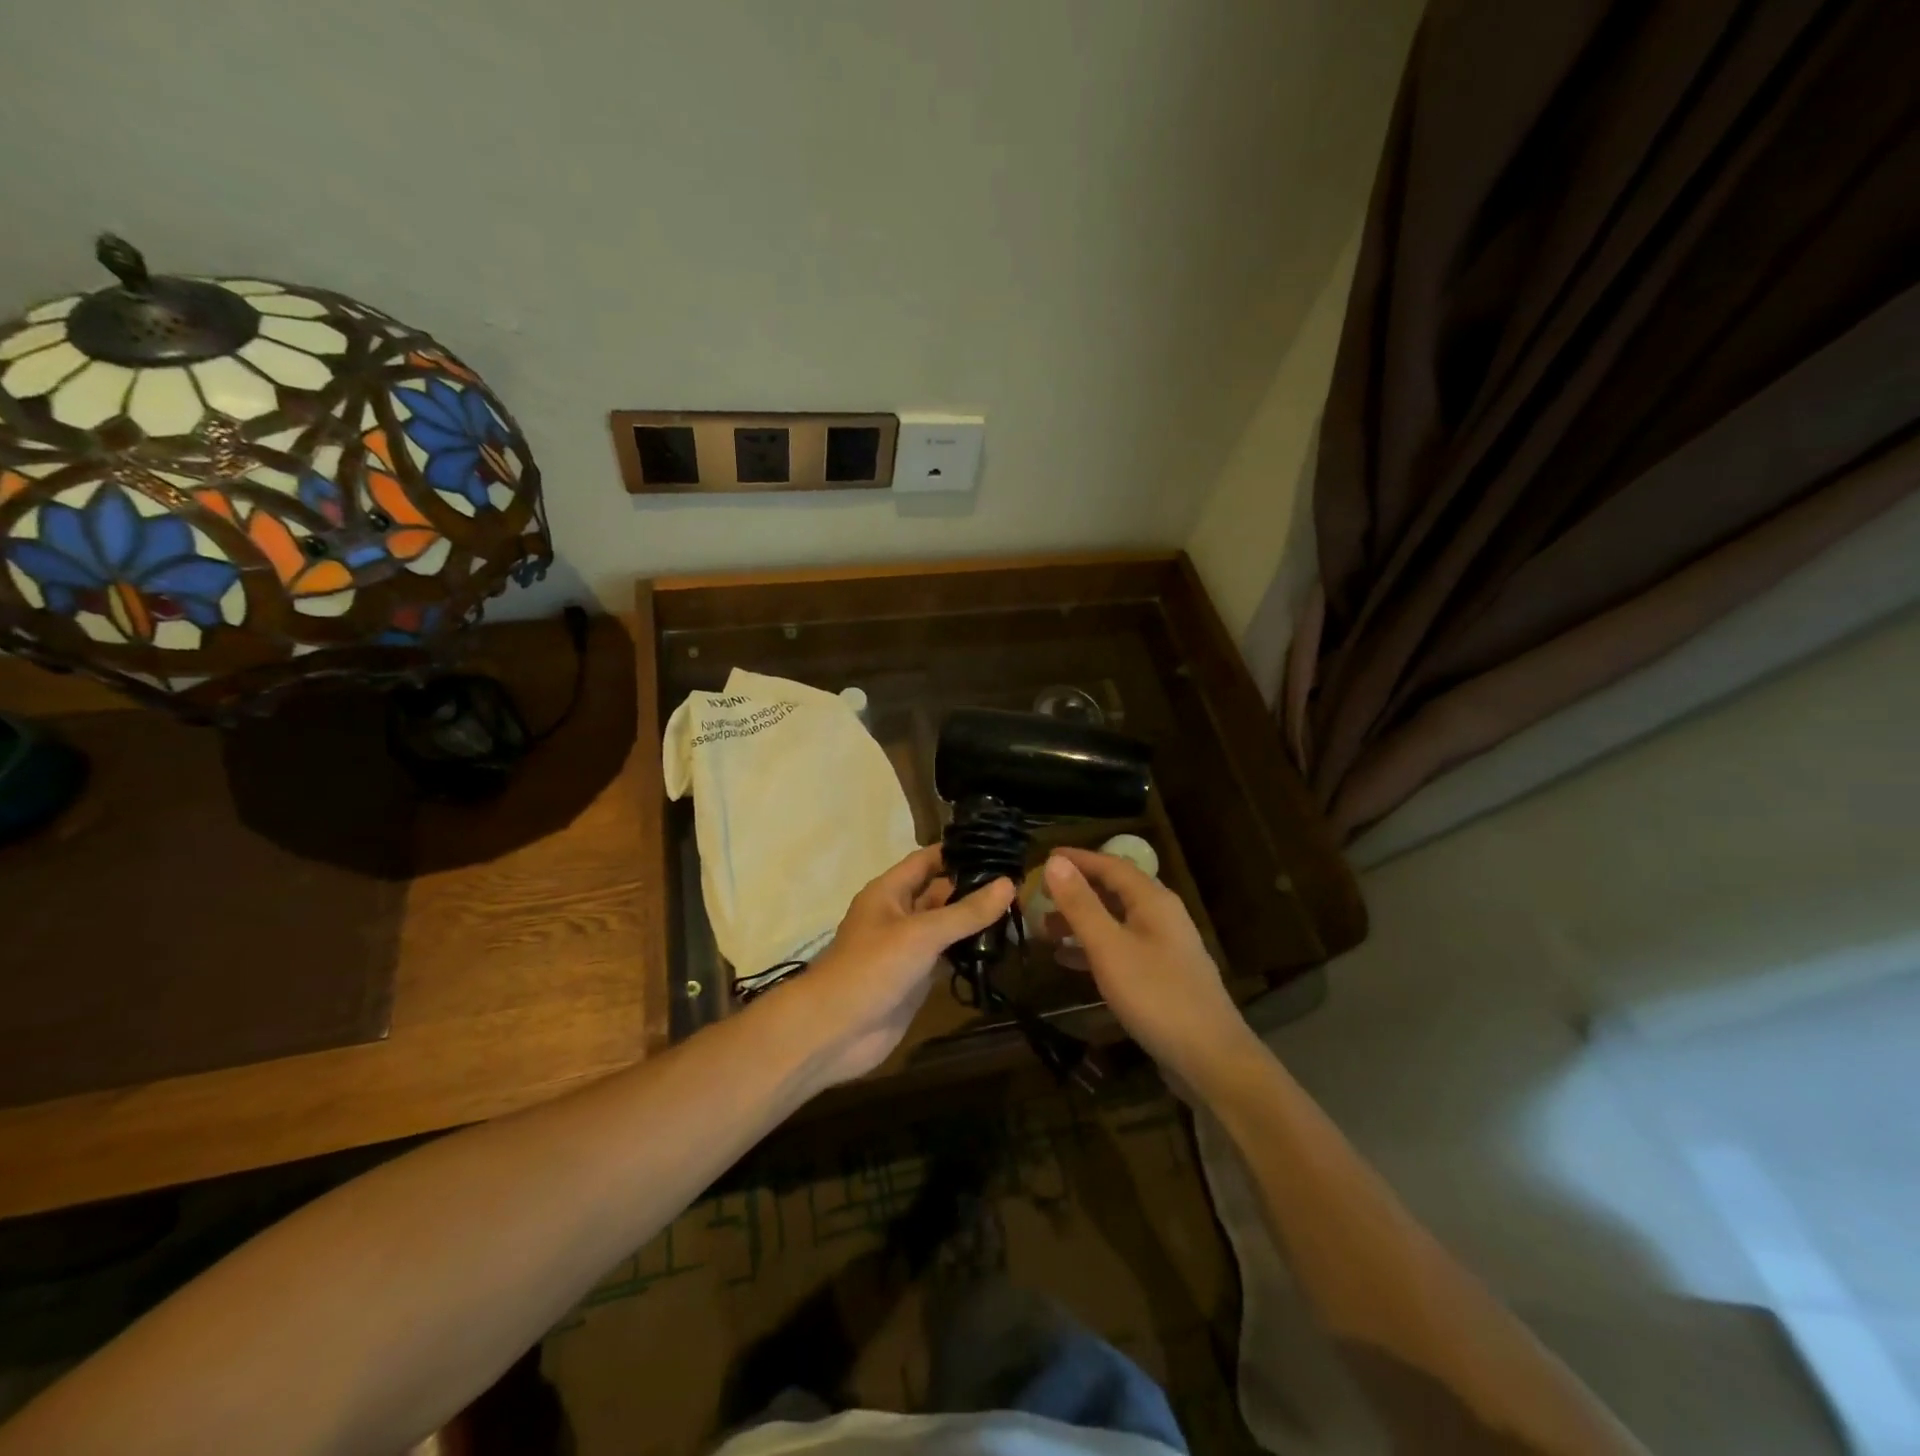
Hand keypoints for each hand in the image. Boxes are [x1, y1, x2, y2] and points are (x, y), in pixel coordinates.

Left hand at [773, 845, 1014, 1086]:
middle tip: (1021, 884)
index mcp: (890, 891)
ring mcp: (907, 948)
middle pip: (940, 892)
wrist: (835, 1031)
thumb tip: (1008, 884)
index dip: (959, 852)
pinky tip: (1000, 949)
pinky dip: (970, 953)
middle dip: (974, 888)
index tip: (999, 848)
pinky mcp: (916, 978)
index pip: (928, 860)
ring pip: (946, 926)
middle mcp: (899, 914)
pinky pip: (947, 957)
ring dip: (975, 922)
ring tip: (1019, 912)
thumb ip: (966, 911)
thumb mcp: (921, 933)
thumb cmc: (872, 968)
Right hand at [1042, 847, 1257, 1082]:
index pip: (1110, 864)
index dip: (1077, 859)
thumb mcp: (1109, 947)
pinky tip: (1068, 960)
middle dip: (1076, 891)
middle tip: (1038, 896)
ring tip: (1044, 929)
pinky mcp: (1162, 975)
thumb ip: (1081, 904)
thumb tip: (1054, 863)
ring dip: (1081, 920)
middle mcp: (1161, 916)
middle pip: (1114, 890)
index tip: (1042, 858)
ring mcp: (1164, 946)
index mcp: (1153, 900)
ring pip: (1116, 920)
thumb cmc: (1156, 996)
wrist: (1211, 1058)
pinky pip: (1121, 947)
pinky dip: (1093, 947)